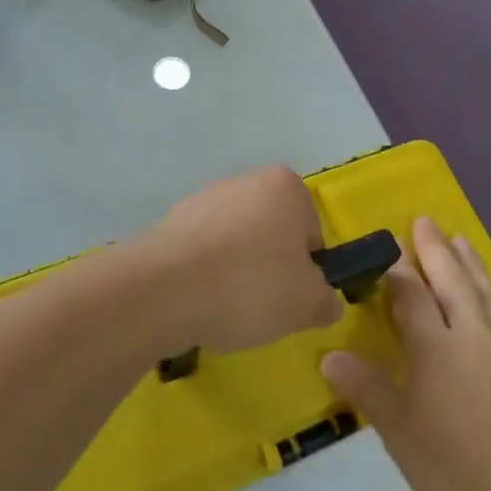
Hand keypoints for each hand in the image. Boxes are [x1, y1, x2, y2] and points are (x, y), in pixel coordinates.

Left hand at [145, 166, 344, 353]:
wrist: (164, 291)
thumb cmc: (250, 285)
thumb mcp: (308, 304)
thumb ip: (326, 302)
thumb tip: (325, 303)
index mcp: (286, 186)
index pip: (311, 233)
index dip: (307, 270)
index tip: (292, 296)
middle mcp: (244, 181)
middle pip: (271, 235)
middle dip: (270, 269)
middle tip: (262, 306)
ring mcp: (201, 200)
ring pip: (234, 245)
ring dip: (235, 273)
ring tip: (225, 309)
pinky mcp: (168, 224)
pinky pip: (201, 255)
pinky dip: (204, 277)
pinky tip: (197, 303)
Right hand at [322, 217, 490, 490]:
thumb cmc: (458, 468)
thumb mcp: (400, 434)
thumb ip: (367, 389)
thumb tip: (329, 355)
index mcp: (437, 348)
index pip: (412, 296)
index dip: (398, 270)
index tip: (390, 246)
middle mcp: (475, 335)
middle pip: (453, 281)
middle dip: (436, 249)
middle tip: (425, 221)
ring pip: (488, 292)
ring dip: (472, 263)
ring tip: (462, 241)